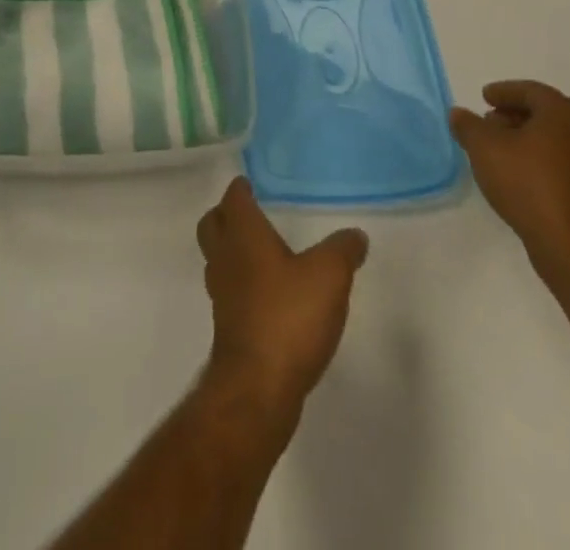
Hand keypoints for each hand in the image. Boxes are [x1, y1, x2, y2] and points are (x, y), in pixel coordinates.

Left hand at [196, 178, 367, 416]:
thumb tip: (356, 234)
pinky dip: (241, 282)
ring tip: (259, 252)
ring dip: (231, 250)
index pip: (234, 198)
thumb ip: (342, 250)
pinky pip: (228, 289)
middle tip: (247, 213)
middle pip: (213, 224)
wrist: (258, 386)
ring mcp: (221, 292)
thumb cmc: (289, 316)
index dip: (241, 188)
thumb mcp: (329, 276)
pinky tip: (266, 294)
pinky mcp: (227, 324)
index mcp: (243, 234)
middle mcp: (225, 257)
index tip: (249, 183)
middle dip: (225, 214)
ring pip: (217, 257)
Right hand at [450, 80, 569, 278]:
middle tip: (490, 123)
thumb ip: (468, 125)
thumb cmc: (528, 183)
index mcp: (565, 114)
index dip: (504, 92)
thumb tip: (459, 114)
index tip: (484, 97)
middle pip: (546, 114)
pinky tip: (522, 176)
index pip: (531, 91)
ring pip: (558, 141)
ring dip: (530, 140)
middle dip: (515, 116)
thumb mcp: (483, 148)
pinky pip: (566, 165)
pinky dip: (543, 162)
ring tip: (502, 152)